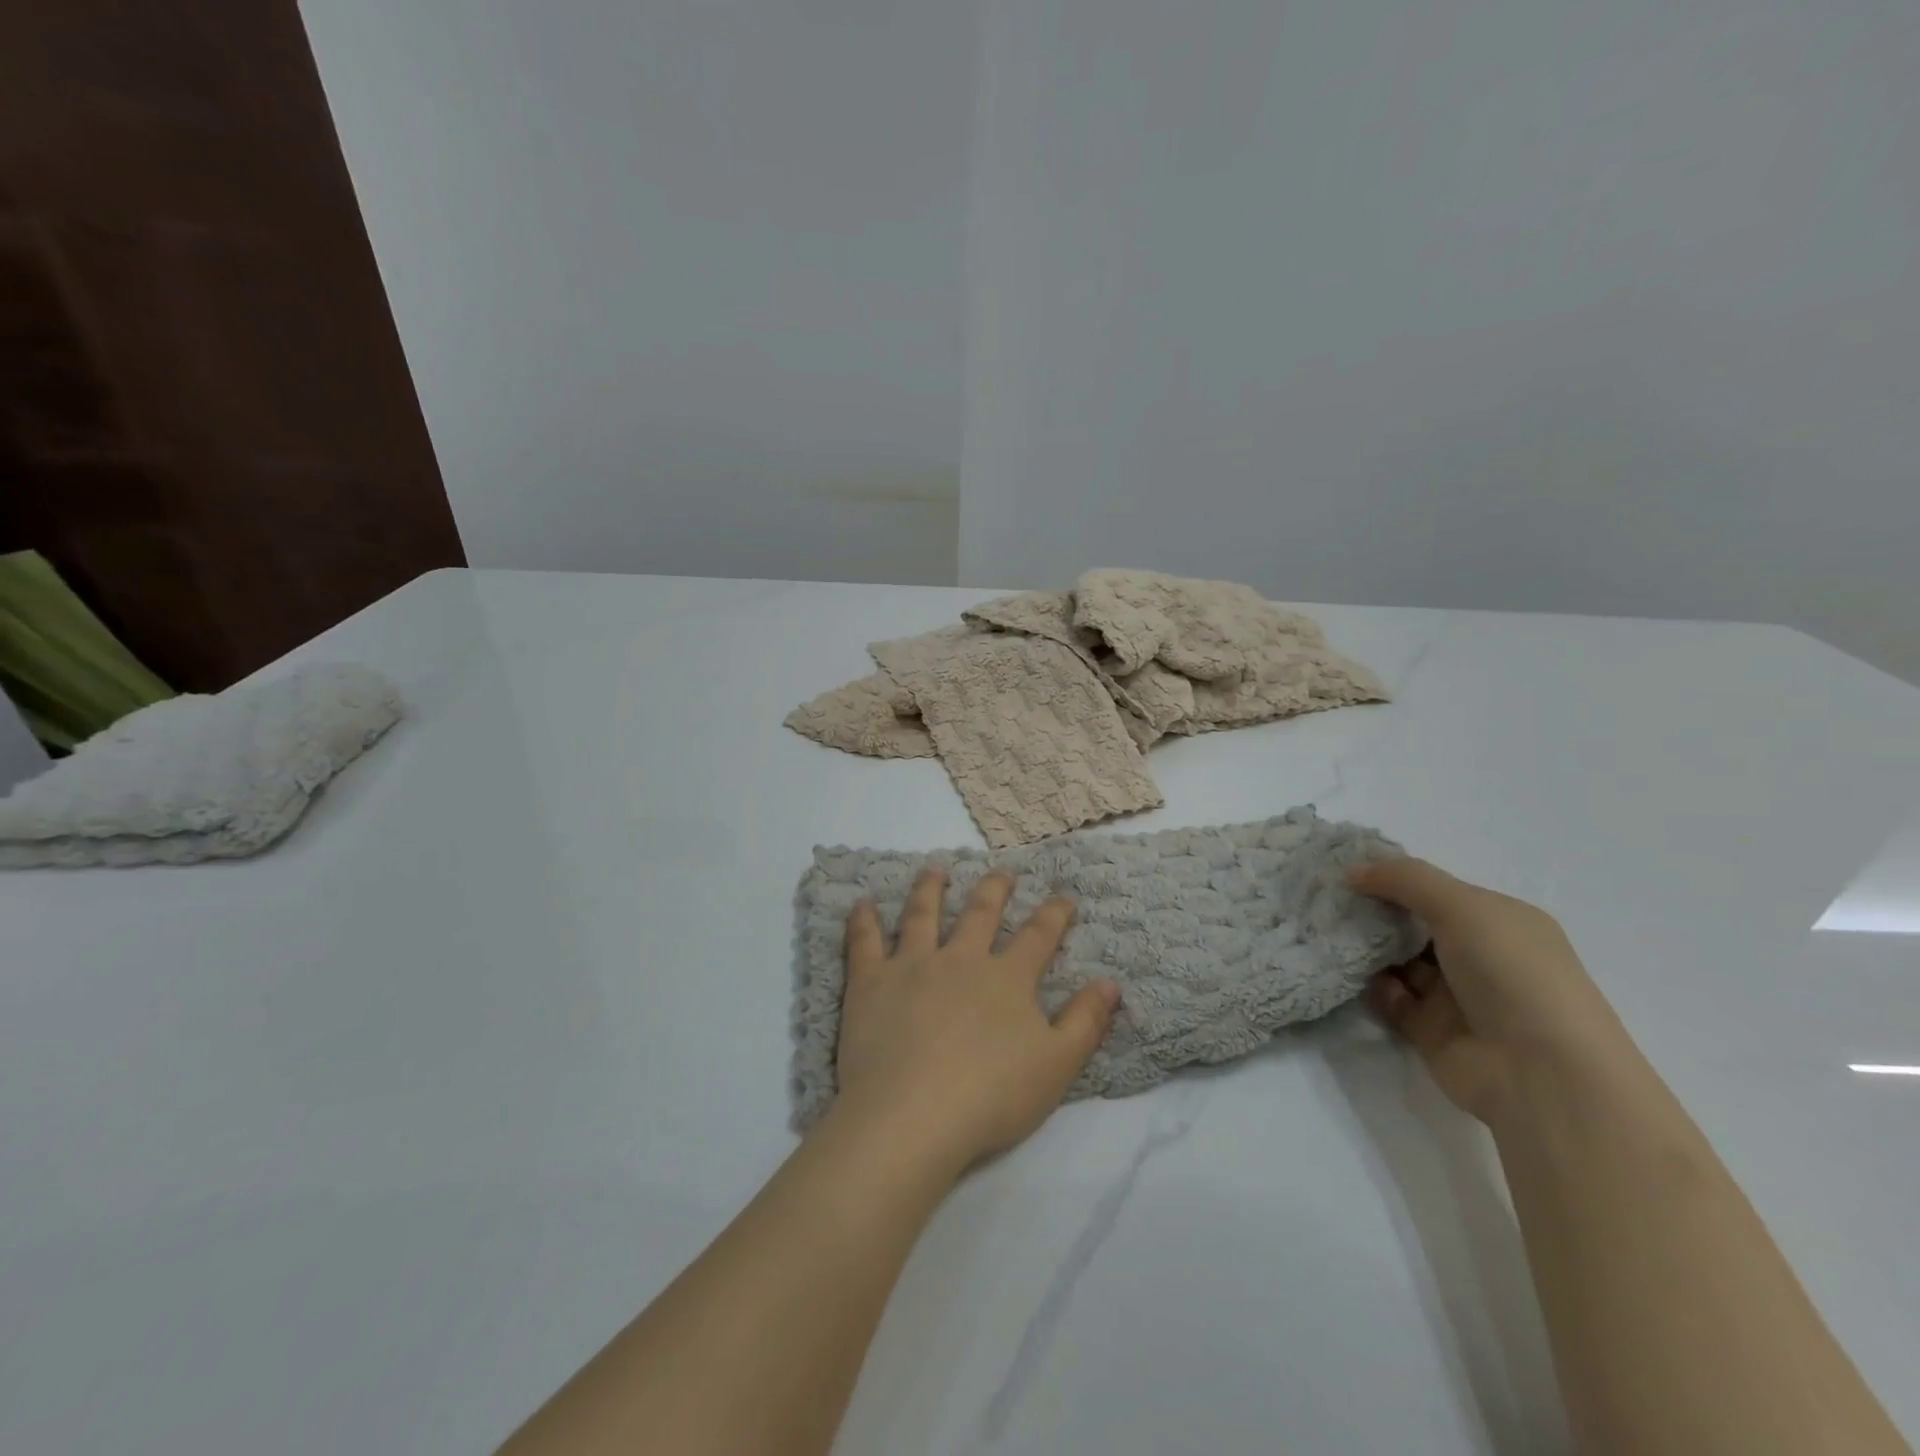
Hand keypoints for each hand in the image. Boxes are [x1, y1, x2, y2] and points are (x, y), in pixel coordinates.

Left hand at [832, 868, 1119, 1174]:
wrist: (913, 1115)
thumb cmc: (991, 1096)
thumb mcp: (1056, 1066)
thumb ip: (1085, 1022)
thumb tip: (1110, 983)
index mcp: (1006, 978)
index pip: (1038, 936)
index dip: (1054, 914)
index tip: (1064, 896)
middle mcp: (960, 959)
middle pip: (980, 913)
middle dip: (994, 889)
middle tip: (1002, 871)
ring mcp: (912, 965)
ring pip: (922, 915)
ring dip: (930, 889)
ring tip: (934, 871)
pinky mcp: (871, 982)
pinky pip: (865, 941)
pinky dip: (863, 920)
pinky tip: (862, 903)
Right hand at [1348, 858, 1643, 1123]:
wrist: (1541, 1074)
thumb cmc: (1511, 973)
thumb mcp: (1462, 906)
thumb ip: (1405, 879)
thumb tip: (1354, 871)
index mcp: (1499, 921)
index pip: (1436, 889)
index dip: (1393, 877)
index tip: (1347, 869)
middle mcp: (1479, 955)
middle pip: (1413, 924)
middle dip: (1373, 911)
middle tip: (1327, 899)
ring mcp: (1456, 995)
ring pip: (1397, 961)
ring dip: (1367, 949)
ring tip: (1331, 933)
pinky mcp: (1432, 1031)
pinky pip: (1392, 1000)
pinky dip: (1375, 989)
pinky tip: (1365, 980)